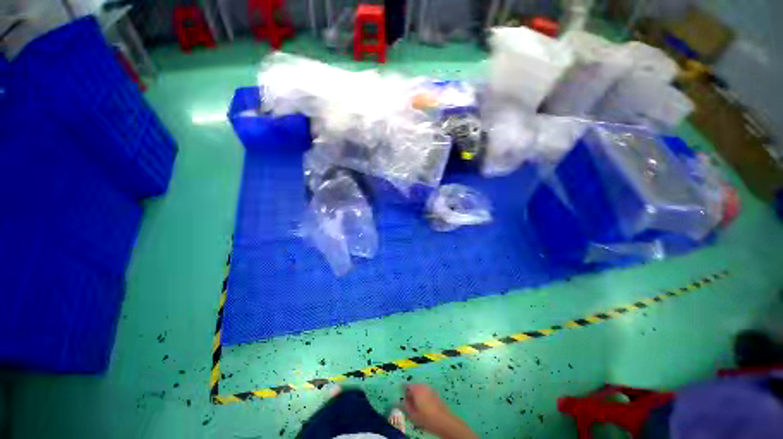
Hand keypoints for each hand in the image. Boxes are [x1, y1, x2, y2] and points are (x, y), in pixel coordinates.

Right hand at [402, 385, 476, 438]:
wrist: (443, 421)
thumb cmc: (426, 418)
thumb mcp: (412, 415)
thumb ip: (405, 406)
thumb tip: (401, 402)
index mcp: (416, 388)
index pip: (406, 386)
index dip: (404, 393)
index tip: (404, 401)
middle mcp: (423, 386)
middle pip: (414, 387)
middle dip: (411, 394)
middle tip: (410, 405)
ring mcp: (430, 388)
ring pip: (421, 390)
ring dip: (418, 396)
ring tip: (418, 407)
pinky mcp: (436, 393)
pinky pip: (426, 393)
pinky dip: (424, 397)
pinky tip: (425, 407)